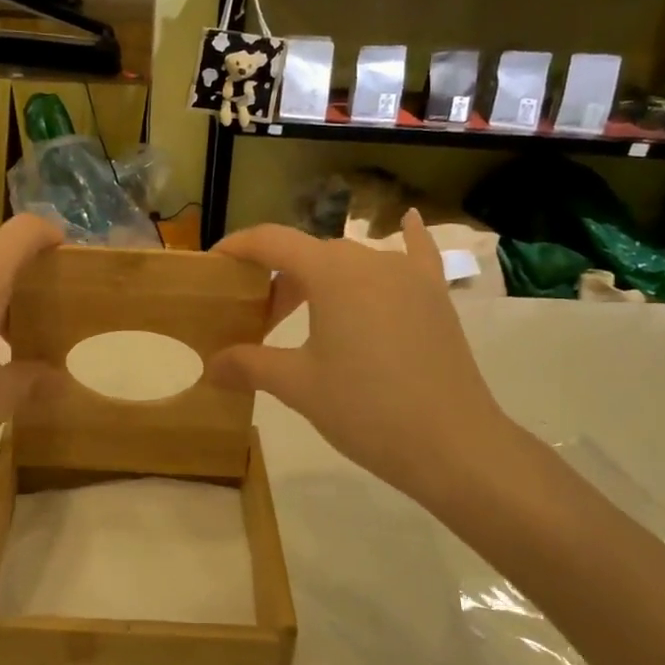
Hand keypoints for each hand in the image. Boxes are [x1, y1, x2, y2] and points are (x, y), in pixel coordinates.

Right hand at [209, 211, 531, 510]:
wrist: (453, 444)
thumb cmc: (366, 409)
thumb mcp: (298, 386)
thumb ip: (249, 365)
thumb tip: (211, 366)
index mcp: (332, 273)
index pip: (272, 241)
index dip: (238, 247)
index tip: (213, 265)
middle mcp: (371, 260)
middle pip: (310, 253)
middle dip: (277, 277)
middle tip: (257, 318)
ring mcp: (409, 276)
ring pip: (351, 261)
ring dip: (320, 277)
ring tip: (303, 311)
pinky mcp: (435, 297)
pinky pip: (415, 256)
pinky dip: (406, 239)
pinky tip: (409, 220)